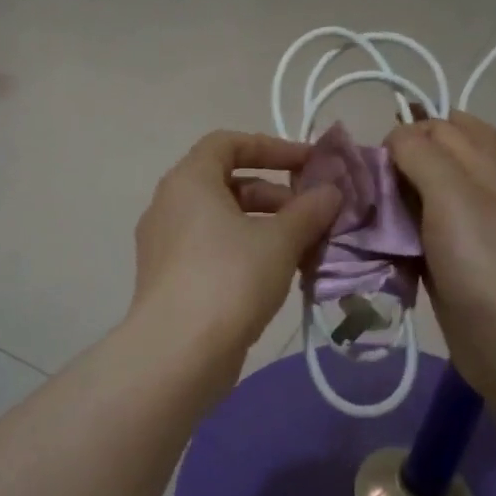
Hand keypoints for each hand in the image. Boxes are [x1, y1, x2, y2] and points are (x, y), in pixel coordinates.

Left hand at [130, 131, 342, 361]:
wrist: (178, 353)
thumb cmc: (230, 278)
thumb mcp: (279, 240)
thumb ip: (309, 210)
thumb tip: (331, 191)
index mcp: (189, 181)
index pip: (227, 143)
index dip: (271, 147)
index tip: (308, 164)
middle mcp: (169, 205)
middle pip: (227, 183)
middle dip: (275, 195)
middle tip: (312, 215)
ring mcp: (165, 244)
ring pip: (222, 221)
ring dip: (265, 227)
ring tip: (304, 249)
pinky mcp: (169, 279)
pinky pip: (212, 249)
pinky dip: (245, 252)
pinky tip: (277, 276)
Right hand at [384, 113, 495, 403]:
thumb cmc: (480, 257)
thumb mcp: (452, 192)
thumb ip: (421, 155)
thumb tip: (395, 135)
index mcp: (483, 164)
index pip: (445, 125)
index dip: (411, 131)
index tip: (380, 158)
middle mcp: (474, 190)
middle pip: (430, 160)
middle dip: (395, 164)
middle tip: (367, 185)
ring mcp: (460, 228)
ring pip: (417, 198)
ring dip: (389, 201)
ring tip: (361, 213)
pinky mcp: (444, 260)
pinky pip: (412, 234)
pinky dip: (392, 234)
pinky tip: (372, 243)